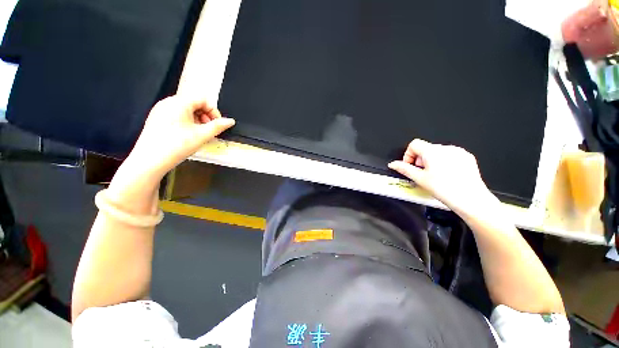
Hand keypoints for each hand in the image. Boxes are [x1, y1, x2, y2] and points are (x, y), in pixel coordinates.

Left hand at [125, 95, 234, 180]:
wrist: (150, 160)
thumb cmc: (177, 145)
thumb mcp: (202, 135)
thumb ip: (218, 126)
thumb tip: (231, 121)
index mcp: (179, 102)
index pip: (203, 99)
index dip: (214, 111)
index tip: (217, 125)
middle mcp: (168, 102)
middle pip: (194, 103)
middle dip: (205, 116)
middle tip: (209, 130)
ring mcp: (160, 110)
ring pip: (185, 110)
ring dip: (197, 120)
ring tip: (199, 134)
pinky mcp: (156, 119)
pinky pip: (176, 115)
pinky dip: (186, 122)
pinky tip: (187, 135)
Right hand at [388, 139, 496, 214]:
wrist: (471, 199)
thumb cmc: (444, 189)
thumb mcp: (419, 179)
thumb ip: (404, 169)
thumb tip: (393, 164)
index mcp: (432, 151)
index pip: (414, 144)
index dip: (408, 155)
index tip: (410, 166)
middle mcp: (446, 148)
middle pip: (426, 148)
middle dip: (420, 160)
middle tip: (421, 174)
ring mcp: (458, 152)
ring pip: (437, 152)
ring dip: (431, 161)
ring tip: (434, 176)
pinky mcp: (467, 157)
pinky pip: (450, 155)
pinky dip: (444, 162)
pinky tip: (446, 175)